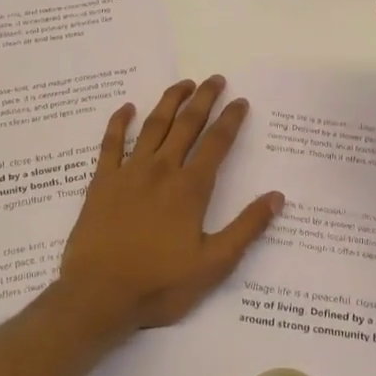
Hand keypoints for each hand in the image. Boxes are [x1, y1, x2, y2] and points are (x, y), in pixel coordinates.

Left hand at [54, 77, 283, 334]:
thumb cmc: (159, 284)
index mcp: (191, 189)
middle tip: (215, 79)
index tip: (241, 101)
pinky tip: (127, 108)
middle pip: (186, 124)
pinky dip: (119, 122)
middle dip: (204, 99)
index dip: (231, 119)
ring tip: (184, 84)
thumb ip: (246, 228)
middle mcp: (161, 170)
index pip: (217, 143)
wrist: (98, 297)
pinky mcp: (101, 182)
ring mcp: (128, 173)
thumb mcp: (214, 264)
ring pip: (153, 126)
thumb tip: (277, 196)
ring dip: (170, 101)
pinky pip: (110, 143)